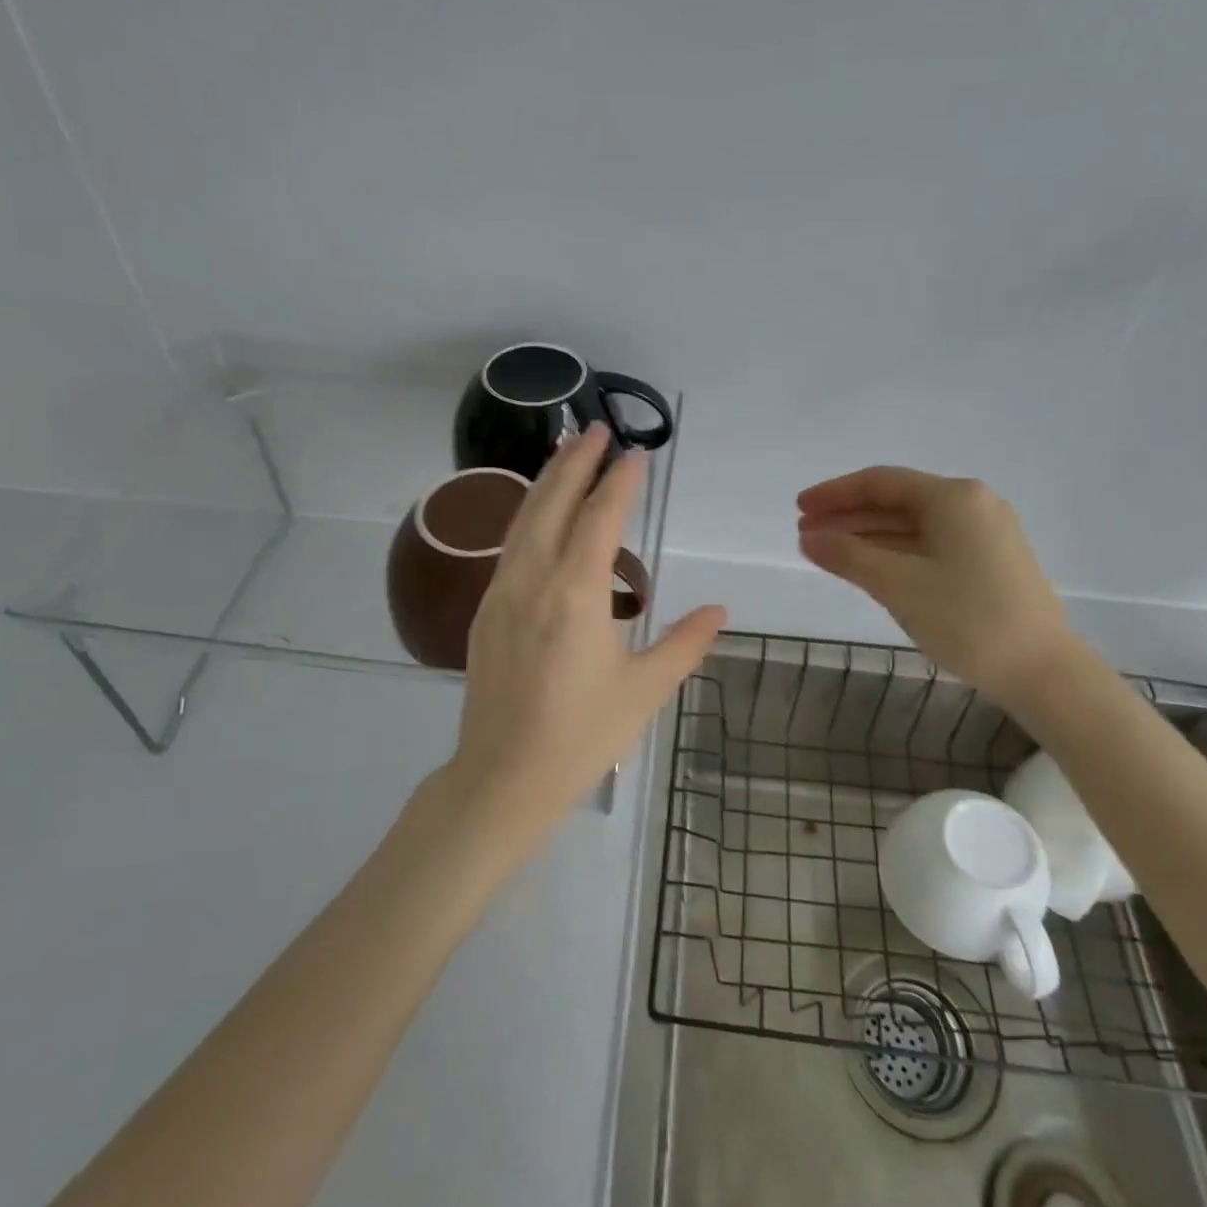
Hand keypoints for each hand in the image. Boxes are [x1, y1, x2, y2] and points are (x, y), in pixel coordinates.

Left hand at [445, 425, 725, 849]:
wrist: (503, 778)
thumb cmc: (582, 736)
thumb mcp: (645, 690)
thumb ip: (684, 643)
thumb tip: (720, 611)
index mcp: (575, 594)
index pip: (600, 518)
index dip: (619, 481)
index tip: (636, 452)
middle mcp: (532, 581)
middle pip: (551, 503)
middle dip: (575, 462)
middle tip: (595, 429)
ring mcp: (501, 594)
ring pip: (523, 520)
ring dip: (547, 482)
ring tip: (567, 454)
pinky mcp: (486, 612)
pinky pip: (510, 547)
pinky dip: (530, 517)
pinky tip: (541, 518)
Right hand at [796, 467, 1075, 702]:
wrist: (1044, 672)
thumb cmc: (968, 620)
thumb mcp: (899, 585)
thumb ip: (848, 556)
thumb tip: (809, 538)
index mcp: (953, 498)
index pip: (880, 482)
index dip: (834, 494)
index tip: (798, 510)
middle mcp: (972, 505)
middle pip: (896, 501)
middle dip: (848, 516)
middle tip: (806, 534)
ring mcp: (985, 533)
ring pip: (912, 525)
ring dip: (868, 535)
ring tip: (828, 552)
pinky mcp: (990, 561)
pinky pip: (930, 544)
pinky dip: (894, 551)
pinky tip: (869, 567)